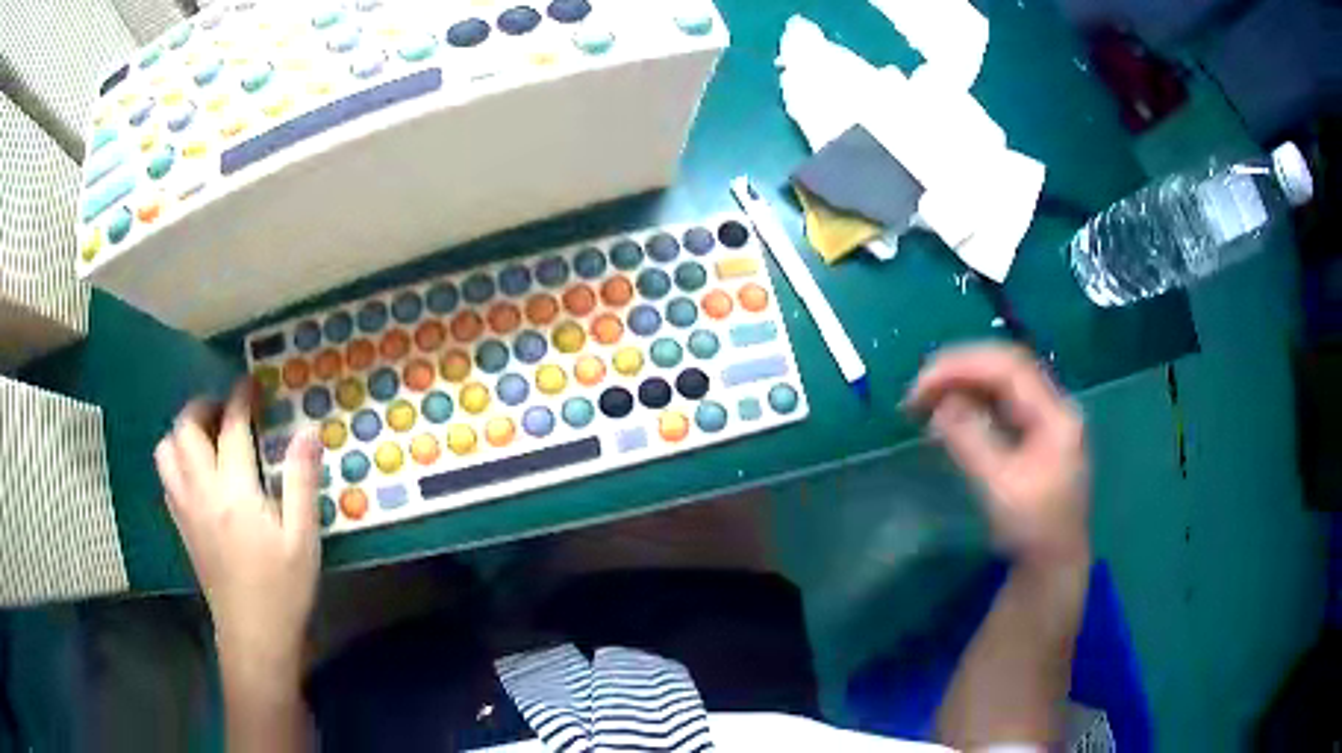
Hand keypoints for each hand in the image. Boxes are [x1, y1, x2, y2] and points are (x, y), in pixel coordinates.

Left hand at [155, 382, 322, 670]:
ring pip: (166, 451)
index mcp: (233, 492)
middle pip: (184, 429)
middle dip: (202, 407)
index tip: (251, 384)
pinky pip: (167, 476)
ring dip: (183, 432)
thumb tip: (307, 432)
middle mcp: (201, 492)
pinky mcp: (181, 526)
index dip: (241, 398)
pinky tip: (201, 473)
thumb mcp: (302, 538)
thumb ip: (300, 481)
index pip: (230, 428)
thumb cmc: (283, 588)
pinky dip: (178, 459)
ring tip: (208, 439)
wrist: (253, 635)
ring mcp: (185, 509)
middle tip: (225, 409)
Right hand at [906, 344, 1090, 567]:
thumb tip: (940, 404)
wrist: (1053, 562)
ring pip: (1001, 382)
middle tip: (917, 391)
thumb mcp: (999, 487)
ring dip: (963, 384)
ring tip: (925, 401)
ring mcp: (1045, 418)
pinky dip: (972, 401)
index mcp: (1055, 416)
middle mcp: (1053, 406)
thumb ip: (971, 440)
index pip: (1008, 368)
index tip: (922, 385)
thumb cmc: (1031, 529)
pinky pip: (1000, 402)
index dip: (963, 366)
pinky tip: (949, 413)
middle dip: (959, 371)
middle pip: (1005, 367)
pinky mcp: (1034, 432)